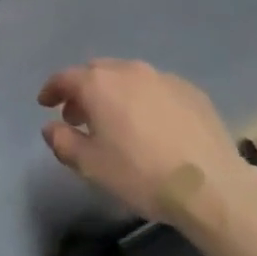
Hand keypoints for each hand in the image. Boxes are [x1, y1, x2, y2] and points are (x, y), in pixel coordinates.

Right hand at [38, 60, 251, 226]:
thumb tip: (51, 127)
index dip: (51, 89)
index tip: (45, 103)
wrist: (211, 185)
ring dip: (114, 93)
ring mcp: (162, 77)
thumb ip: (63, 142)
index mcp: (99, 84)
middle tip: (78, 116)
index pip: (65, 77)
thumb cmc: (141, 174)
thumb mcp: (92, 166)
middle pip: (96, 72)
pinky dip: (144, 100)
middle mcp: (128, 70)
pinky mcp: (189, 90)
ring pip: (128, 77)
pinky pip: (156, 88)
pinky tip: (151, 125)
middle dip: (83, 90)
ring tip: (115, 121)